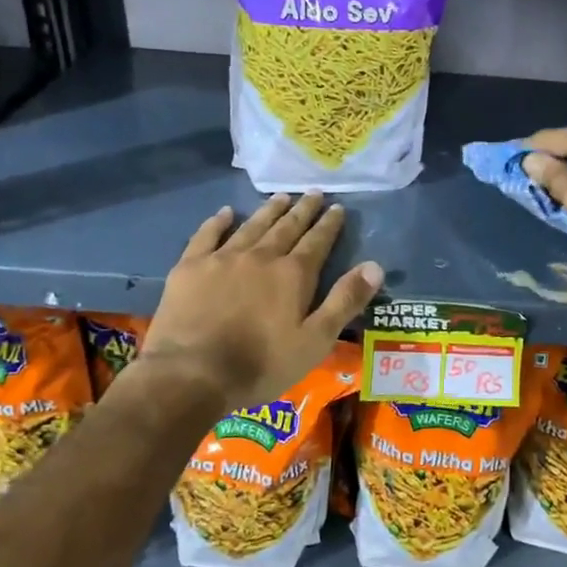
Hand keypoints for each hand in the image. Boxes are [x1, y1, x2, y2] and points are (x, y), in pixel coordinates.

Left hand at [138, 194, 382, 411]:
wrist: (192, 374)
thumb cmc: (261, 364)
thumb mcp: (315, 341)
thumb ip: (345, 301)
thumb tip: (375, 266)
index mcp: (293, 274)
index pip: (317, 241)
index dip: (329, 224)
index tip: (337, 207)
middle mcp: (261, 256)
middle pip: (287, 227)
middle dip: (303, 210)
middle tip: (313, 192)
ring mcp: (223, 258)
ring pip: (252, 226)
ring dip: (268, 210)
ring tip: (281, 196)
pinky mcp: (191, 267)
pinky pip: (207, 235)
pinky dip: (218, 221)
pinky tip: (225, 213)